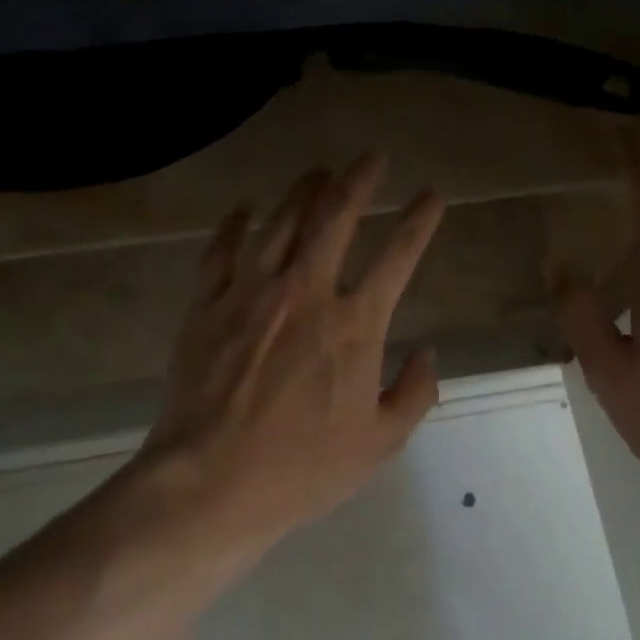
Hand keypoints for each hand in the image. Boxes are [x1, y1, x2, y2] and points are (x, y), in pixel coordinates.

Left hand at [134, 155, 445, 552]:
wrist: (211, 482)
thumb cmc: (302, 469)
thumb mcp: (379, 443)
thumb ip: (414, 393)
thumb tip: (426, 353)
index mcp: (354, 325)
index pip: (398, 256)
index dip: (420, 220)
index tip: (431, 196)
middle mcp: (305, 293)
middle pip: (335, 218)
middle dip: (359, 180)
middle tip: (373, 158)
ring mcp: (251, 294)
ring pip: (280, 223)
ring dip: (304, 192)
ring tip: (319, 172)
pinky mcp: (208, 306)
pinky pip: (222, 251)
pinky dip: (235, 225)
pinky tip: (244, 209)